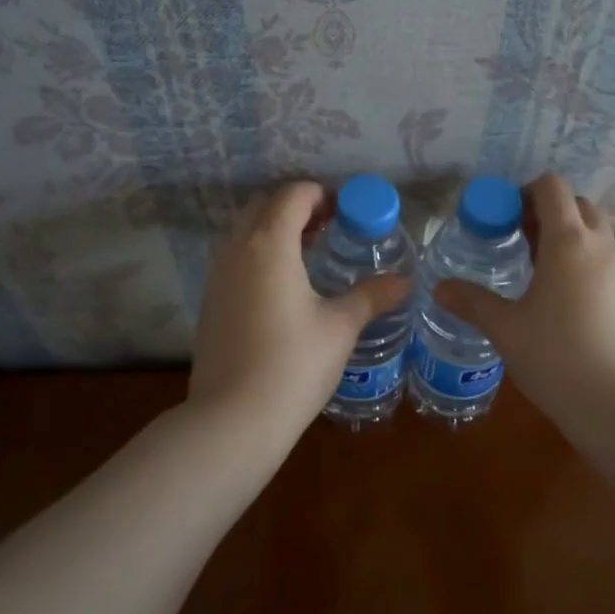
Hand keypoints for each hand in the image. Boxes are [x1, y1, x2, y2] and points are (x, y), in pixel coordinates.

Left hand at [189, 181, 410, 434]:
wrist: (233, 418)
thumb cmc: (294, 364)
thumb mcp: (340, 327)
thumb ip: (370, 295)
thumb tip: (403, 281)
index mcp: (270, 244)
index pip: (292, 195)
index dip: (320, 195)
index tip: (346, 211)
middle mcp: (237, 249)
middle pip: (263, 206)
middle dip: (296, 207)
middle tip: (329, 228)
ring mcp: (218, 275)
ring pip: (244, 231)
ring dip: (275, 229)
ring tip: (310, 254)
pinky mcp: (210, 300)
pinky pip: (235, 257)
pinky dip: (259, 253)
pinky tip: (284, 287)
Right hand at [434, 173, 614, 408]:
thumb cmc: (556, 357)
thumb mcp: (505, 329)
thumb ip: (472, 302)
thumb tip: (440, 288)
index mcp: (569, 242)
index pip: (553, 188)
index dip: (527, 191)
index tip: (506, 216)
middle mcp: (603, 248)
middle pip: (580, 206)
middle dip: (551, 214)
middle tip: (522, 242)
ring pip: (599, 238)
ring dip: (572, 242)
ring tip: (543, 277)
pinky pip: (611, 268)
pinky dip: (590, 270)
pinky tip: (571, 310)